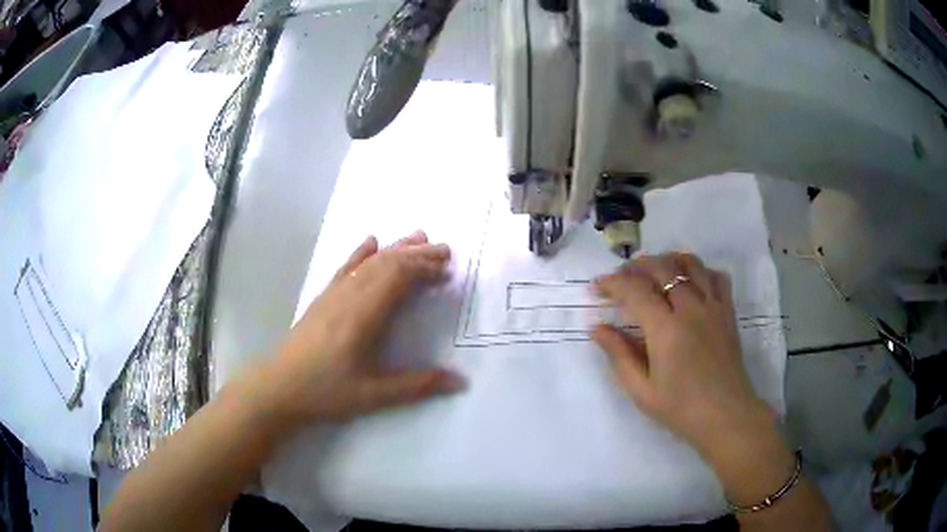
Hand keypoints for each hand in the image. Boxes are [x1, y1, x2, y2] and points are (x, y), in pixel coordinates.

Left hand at [257, 231, 463, 426]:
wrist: (278, 387)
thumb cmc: (325, 391)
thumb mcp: (374, 395)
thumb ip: (418, 386)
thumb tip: (460, 381)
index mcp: (363, 315)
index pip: (398, 277)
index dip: (424, 269)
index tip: (447, 272)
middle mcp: (349, 295)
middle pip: (387, 263)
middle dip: (418, 253)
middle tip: (446, 250)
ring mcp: (333, 294)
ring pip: (368, 261)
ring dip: (396, 248)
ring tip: (419, 238)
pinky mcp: (323, 298)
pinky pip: (346, 267)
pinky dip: (361, 253)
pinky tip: (371, 242)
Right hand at [592, 252, 774, 456]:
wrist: (726, 416)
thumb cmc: (680, 408)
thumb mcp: (641, 390)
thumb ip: (619, 354)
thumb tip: (597, 328)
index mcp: (666, 330)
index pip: (635, 290)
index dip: (612, 282)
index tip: (597, 286)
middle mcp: (691, 309)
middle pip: (662, 267)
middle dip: (637, 266)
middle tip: (622, 277)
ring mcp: (713, 307)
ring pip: (691, 263)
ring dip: (668, 260)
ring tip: (654, 271)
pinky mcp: (727, 312)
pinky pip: (716, 276)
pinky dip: (701, 270)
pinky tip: (690, 282)